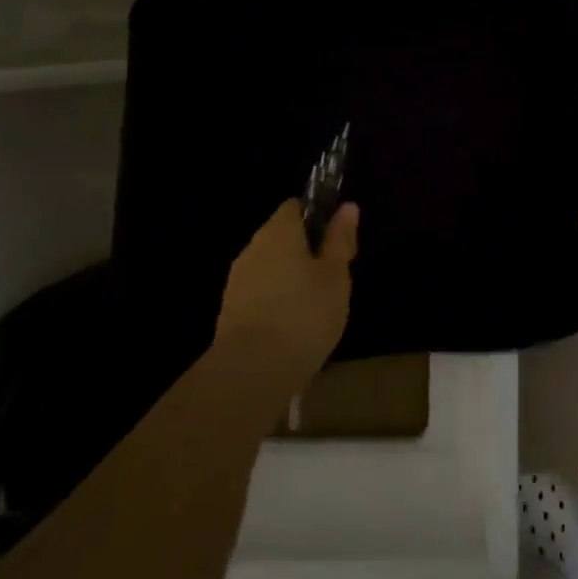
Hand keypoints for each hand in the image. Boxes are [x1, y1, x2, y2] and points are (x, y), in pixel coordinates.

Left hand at [215, 199, 358, 369]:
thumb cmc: (304, 314)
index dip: (318, 218)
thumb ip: (340, 240)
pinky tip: (292, 329)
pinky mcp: (229, 312)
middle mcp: (253, 248)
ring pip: (270, 268)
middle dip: (306, 253)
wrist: (252, 372)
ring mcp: (237, 281)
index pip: (296, 207)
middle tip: (332, 280)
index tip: (337, 243)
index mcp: (279, 231)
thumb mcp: (336, 275)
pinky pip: (259, 295)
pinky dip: (276, 304)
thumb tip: (347, 206)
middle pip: (282, 238)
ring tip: (315, 309)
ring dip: (290, 280)